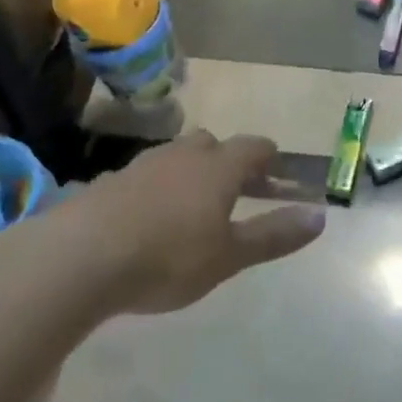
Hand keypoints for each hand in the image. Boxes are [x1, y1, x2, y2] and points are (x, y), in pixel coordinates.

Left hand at [60, 132, 325, 315]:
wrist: (80, 257)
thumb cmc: (168, 257)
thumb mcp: (229, 255)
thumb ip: (274, 235)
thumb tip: (321, 216)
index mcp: (219, 167)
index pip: (254, 147)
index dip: (269, 158)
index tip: (277, 175)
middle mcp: (184, 154)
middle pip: (214, 145)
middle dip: (229, 164)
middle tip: (237, 193)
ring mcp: (143, 164)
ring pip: (177, 157)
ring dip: (190, 174)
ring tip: (191, 208)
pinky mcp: (109, 181)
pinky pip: (145, 177)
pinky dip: (156, 190)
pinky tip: (147, 220)